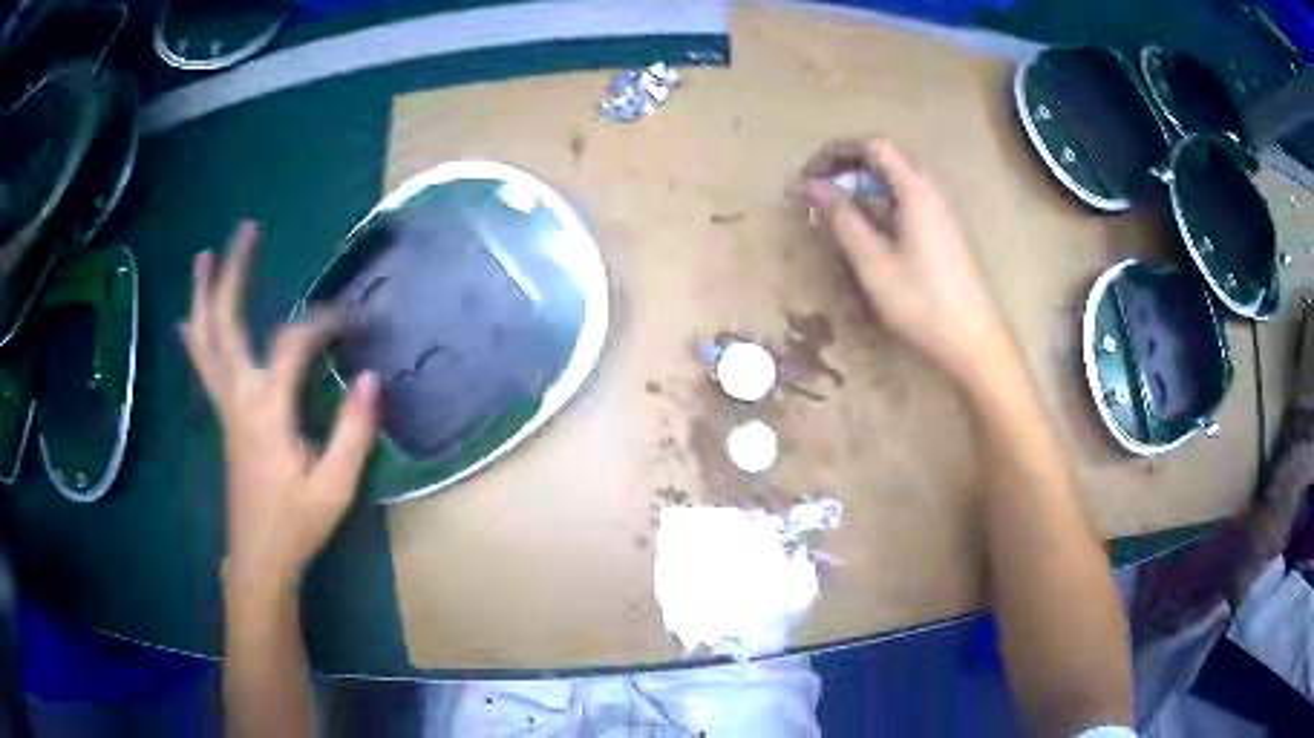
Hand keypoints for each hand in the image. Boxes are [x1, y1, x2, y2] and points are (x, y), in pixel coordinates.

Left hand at [181, 221, 377, 597]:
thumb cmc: (296, 525)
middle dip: (234, 274)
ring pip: (205, 342)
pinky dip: (196, 335)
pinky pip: (203, 365)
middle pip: (226, 325)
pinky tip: (189, 320)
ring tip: (204, 257)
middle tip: (246, 230)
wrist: (258, 559)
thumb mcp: (335, 487)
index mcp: (266, 413)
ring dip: (204, 296)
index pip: (292, 344)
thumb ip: (353, 431)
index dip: (324, 321)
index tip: (357, 318)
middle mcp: (238, 399)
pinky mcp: (224, 417)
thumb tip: (373, 377)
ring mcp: (225, 407)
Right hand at [800, 139, 1009, 378]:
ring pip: (894, 184)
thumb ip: (843, 220)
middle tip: (817, 191)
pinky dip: (876, 208)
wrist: (973, 341)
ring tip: (833, 213)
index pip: (873, 147)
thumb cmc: (923, 303)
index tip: (810, 174)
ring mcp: (937, 214)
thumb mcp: (875, 263)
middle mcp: (929, 193)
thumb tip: (811, 186)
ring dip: (860, 189)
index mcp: (915, 192)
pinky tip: (864, 235)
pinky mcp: (940, 234)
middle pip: (884, 161)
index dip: (837, 152)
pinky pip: (903, 204)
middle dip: (846, 168)